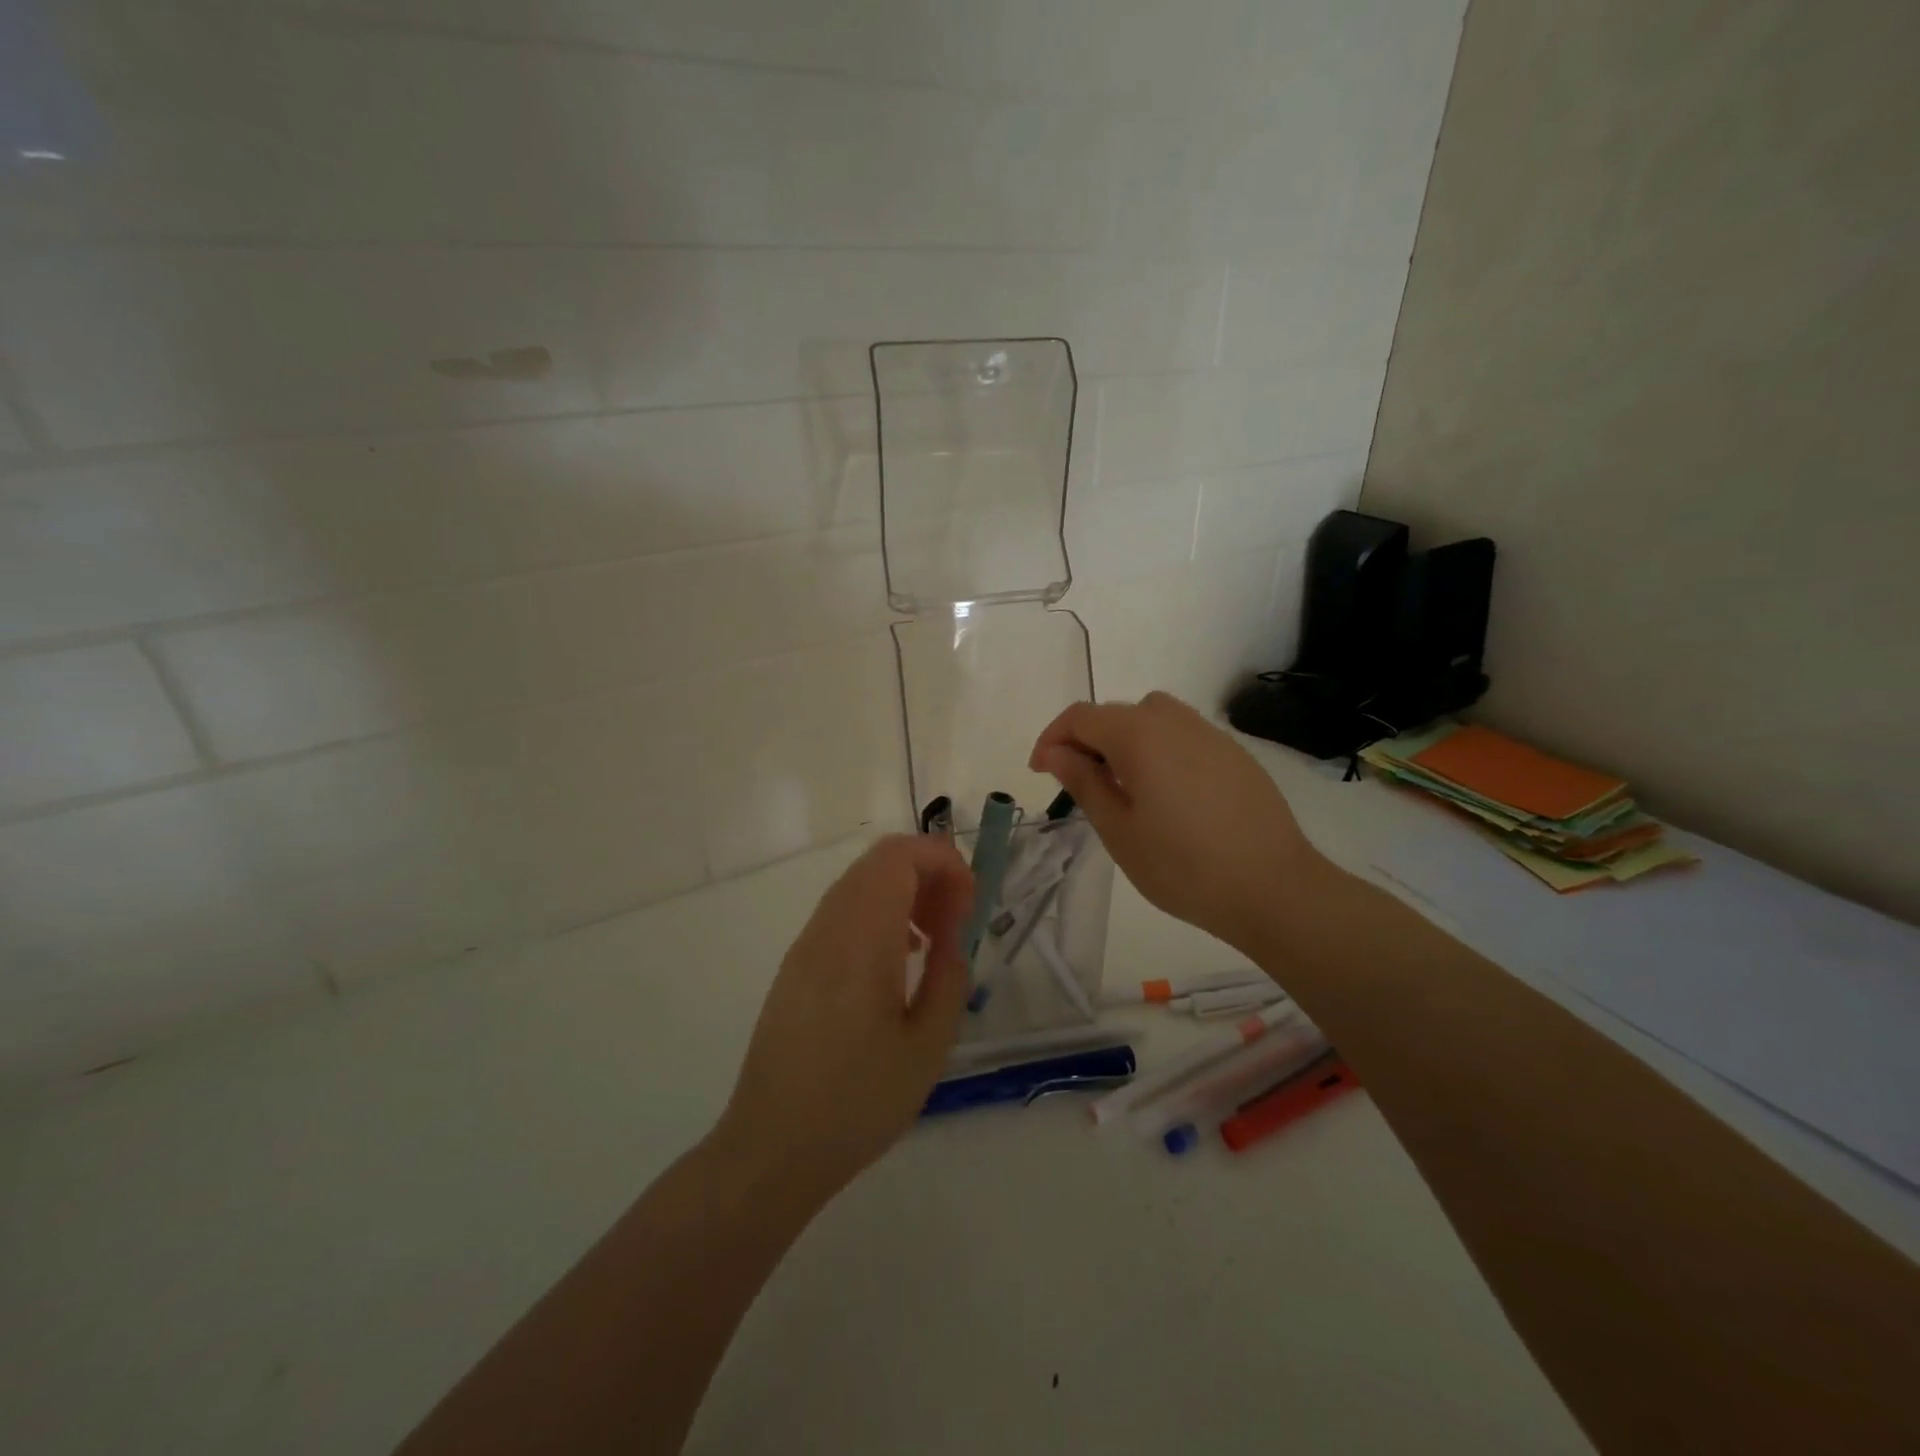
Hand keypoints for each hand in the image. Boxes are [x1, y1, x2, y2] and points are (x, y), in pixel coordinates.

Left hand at [714, 835, 973, 1203]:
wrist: (771, 1148)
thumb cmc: (857, 1103)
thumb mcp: (927, 1047)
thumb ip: (949, 977)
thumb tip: (954, 934)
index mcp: (861, 941)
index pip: (899, 857)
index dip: (943, 862)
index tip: (970, 903)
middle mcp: (828, 928)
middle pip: (880, 862)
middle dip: (928, 873)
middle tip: (958, 919)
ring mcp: (806, 944)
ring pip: (860, 883)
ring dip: (904, 892)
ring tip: (933, 941)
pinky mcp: (796, 964)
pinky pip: (843, 912)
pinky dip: (879, 913)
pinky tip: (897, 960)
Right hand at [1029, 692, 1326, 954]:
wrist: (1273, 888)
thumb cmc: (1183, 866)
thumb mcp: (1118, 830)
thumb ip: (1083, 782)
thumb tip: (1056, 752)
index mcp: (1139, 735)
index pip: (1081, 717)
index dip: (1052, 738)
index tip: (1041, 772)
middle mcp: (1174, 720)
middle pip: (1116, 713)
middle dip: (1086, 740)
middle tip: (1077, 784)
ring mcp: (1210, 734)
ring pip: (1151, 718)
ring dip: (1124, 741)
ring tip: (1121, 786)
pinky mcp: (1234, 753)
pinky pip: (1182, 735)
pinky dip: (1159, 750)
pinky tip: (1166, 793)